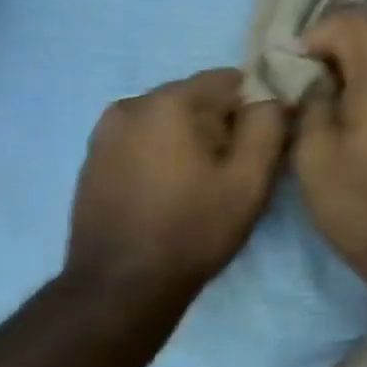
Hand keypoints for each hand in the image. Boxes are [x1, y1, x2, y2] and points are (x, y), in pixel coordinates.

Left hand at [67, 69, 287, 295]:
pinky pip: (143, 141)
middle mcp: (131, 104)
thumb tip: (273, 96)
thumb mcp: (249, 181)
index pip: (230, 79)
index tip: (264, 144)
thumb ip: (268, 126)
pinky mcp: (93, 160)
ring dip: (192, 140)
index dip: (256, 106)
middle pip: (197, 98)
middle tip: (236, 170)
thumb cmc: (193, 230)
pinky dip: (164, 155)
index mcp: (169, 101)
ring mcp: (105, 133)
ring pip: (169, 121)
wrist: (120, 287)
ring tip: (203, 185)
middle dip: (222, 124)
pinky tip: (171, 193)